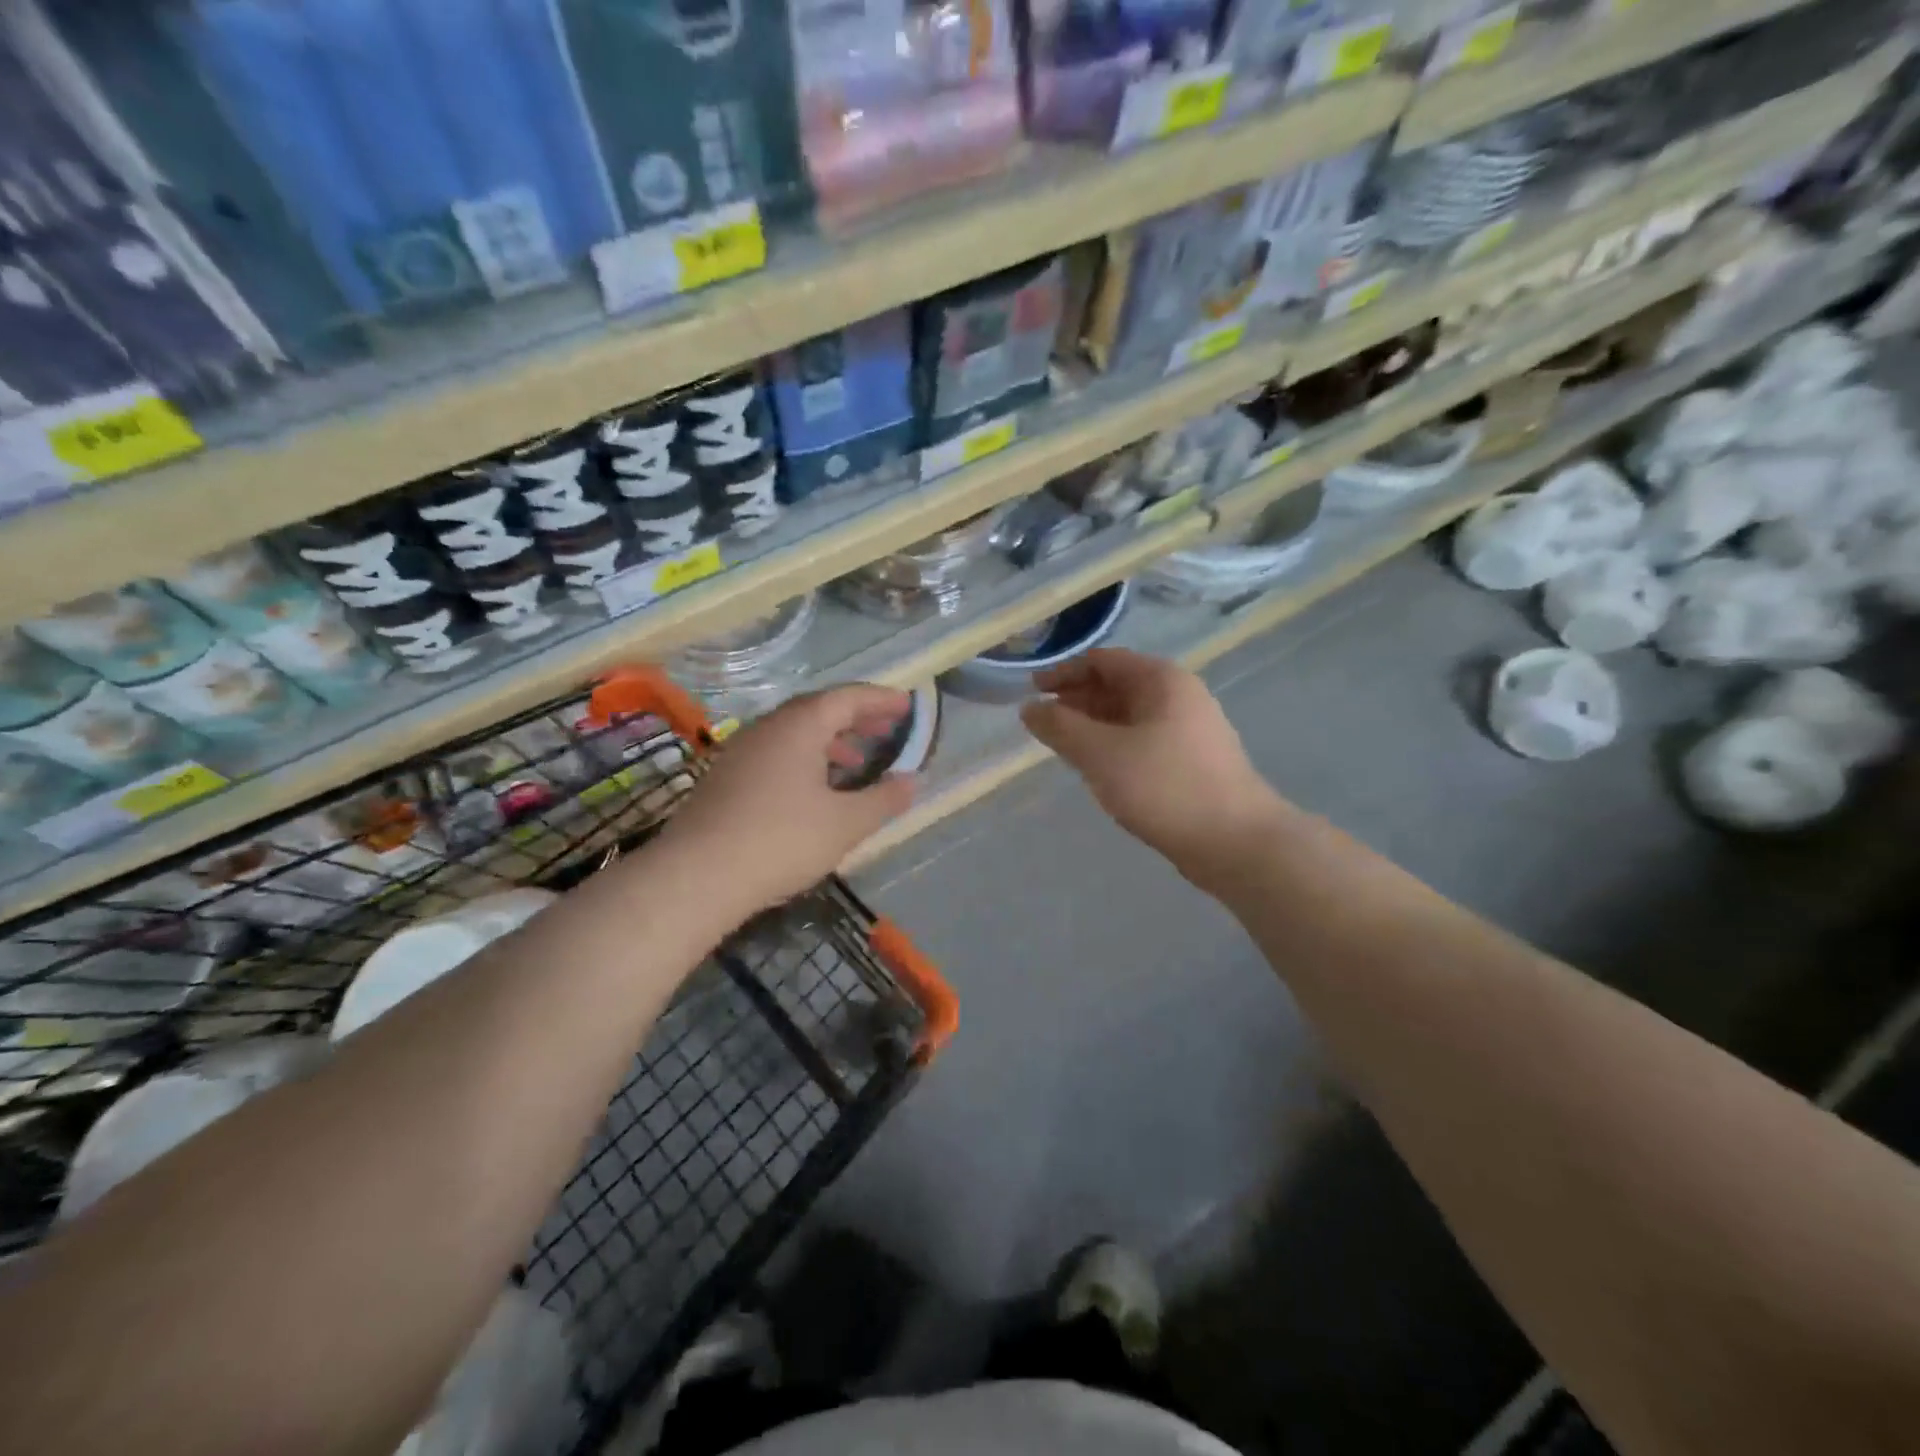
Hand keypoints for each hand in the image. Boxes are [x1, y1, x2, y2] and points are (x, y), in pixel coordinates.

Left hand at [659, 685, 917, 911]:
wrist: (696, 876)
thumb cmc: (781, 841)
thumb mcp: (846, 824)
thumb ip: (884, 799)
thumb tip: (912, 781)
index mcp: (799, 726)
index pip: (846, 697)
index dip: (879, 700)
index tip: (906, 705)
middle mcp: (767, 728)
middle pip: (818, 710)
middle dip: (856, 718)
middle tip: (887, 730)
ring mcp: (741, 752)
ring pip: (794, 733)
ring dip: (830, 740)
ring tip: (856, 761)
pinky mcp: (725, 778)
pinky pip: (775, 753)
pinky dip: (805, 758)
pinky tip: (814, 790)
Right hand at [1020, 650, 1288, 891]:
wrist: (1236, 842)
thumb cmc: (1165, 787)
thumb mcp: (1102, 754)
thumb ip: (1061, 727)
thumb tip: (1029, 709)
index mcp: (1161, 680)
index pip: (1102, 660)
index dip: (1063, 672)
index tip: (1032, 692)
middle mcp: (1179, 696)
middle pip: (1117, 685)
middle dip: (1077, 700)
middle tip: (1042, 723)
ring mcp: (1189, 730)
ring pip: (1129, 716)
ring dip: (1093, 726)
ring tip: (1062, 747)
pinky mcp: (1191, 762)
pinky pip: (1142, 741)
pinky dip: (1113, 746)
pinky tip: (1098, 769)